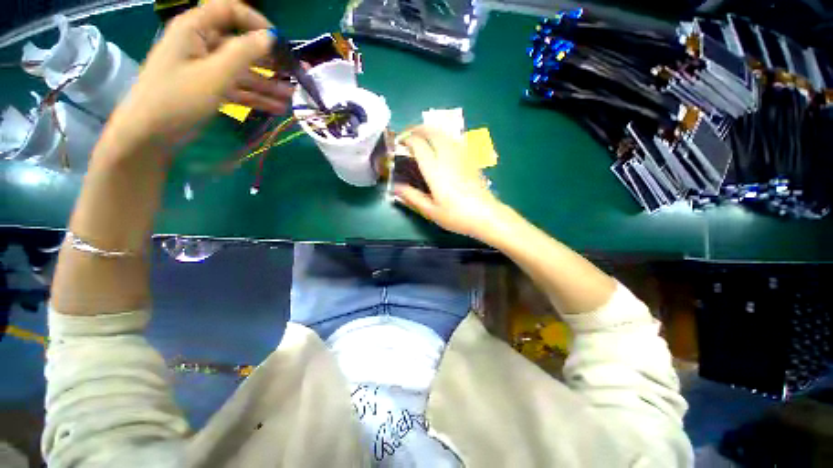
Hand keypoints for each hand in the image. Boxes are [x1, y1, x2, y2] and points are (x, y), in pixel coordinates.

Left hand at [107, 0, 291, 146]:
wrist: (150, 134)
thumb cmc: (178, 98)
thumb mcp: (215, 74)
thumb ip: (244, 52)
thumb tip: (270, 37)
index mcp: (195, 29)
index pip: (228, 10)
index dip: (255, 21)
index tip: (278, 41)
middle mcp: (201, 44)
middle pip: (240, 45)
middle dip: (268, 61)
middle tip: (293, 75)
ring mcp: (205, 68)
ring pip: (241, 70)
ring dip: (267, 84)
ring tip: (290, 97)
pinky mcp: (208, 88)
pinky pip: (237, 88)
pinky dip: (256, 97)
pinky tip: (277, 108)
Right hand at [393, 126, 508, 240]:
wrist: (486, 215)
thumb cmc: (456, 215)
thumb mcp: (430, 211)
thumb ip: (412, 197)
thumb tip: (395, 187)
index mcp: (435, 169)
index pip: (418, 144)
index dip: (407, 139)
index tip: (399, 143)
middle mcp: (447, 157)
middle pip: (432, 132)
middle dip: (418, 129)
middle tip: (408, 135)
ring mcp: (461, 156)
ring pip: (444, 133)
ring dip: (430, 131)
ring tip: (422, 137)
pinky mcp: (470, 159)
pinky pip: (454, 140)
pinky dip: (443, 137)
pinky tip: (441, 146)